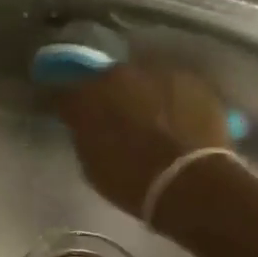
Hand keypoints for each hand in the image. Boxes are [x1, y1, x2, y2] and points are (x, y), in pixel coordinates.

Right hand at [53, 60, 230, 216]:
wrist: (190, 183)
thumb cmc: (131, 181)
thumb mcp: (91, 163)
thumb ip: (85, 134)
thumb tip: (86, 125)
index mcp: (86, 96)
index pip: (65, 94)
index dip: (69, 107)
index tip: (72, 118)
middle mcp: (118, 75)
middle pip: (108, 80)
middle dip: (110, 96)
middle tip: (117, 118)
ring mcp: (157, 73)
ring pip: (144, 80)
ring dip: (143, 95)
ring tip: (153, 119)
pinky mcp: (192, 80)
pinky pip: (174, 87)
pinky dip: (173, 100)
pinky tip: (179, 119)